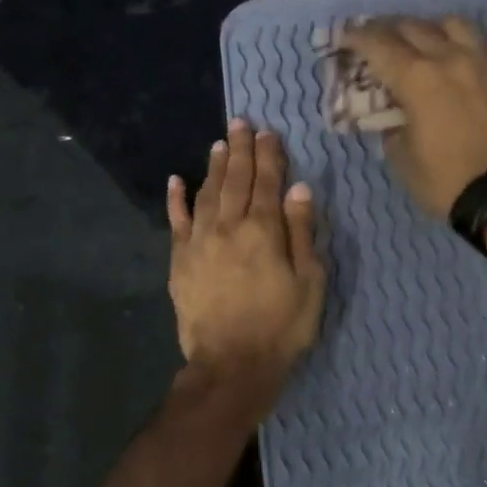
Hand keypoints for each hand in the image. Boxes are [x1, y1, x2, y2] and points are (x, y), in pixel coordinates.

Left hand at [168, 119, 325, 390]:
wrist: (232, 363)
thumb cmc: (281, 326)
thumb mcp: (310, 282)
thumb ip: (302, 232)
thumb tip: (299, 188)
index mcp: (264, 230)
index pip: (267, 182)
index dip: (269, 155)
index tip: (268, 132)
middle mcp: (228, 226)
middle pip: (235, 179)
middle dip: (240, 149)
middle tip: (241, 123)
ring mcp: (199, 242)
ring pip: (207, 193)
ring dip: (214, 166)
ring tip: (220, 144)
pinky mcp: (180, 261)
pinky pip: (176, 221)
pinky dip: (176, 199)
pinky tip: (176, 180)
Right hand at [338, 16, 486, 217]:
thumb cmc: (444, 180)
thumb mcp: (401, 158)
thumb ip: (390, 126)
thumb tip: (393, 114)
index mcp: (417, 78)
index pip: (379, 44)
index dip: (356, 37)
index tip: (344, 38)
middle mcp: (448, 58)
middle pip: (412, 26)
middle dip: (386, 29)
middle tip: (372, 40)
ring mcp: (479, 63)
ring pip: (450, 24)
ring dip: (426, 27)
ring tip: (416, 42)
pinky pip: (476, 42)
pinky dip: (455, 41)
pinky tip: (449, 58)